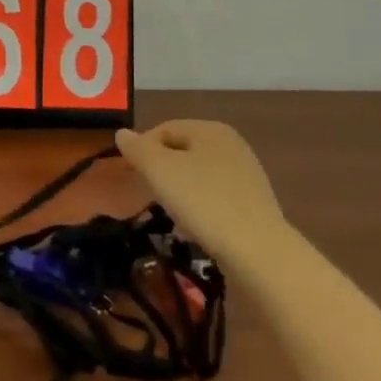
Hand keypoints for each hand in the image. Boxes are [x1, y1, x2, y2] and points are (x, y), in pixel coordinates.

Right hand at [115, 119, 284, 261]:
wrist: (258, 252)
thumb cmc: (203, 201)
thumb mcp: (159, 170)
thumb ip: (137, 148)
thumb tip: (122, 133)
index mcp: (210, 128)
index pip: (164, 129)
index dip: (143, 150)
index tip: (134, 177)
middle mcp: (232, 144)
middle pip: (182, 151)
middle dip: (162, 171)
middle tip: (152, 195)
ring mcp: (246, 174)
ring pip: (198, 175)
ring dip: (180, 191)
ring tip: (174, 214)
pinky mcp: (254, 203)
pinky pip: (215, 196)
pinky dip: (201, 207)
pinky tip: (197, 227)